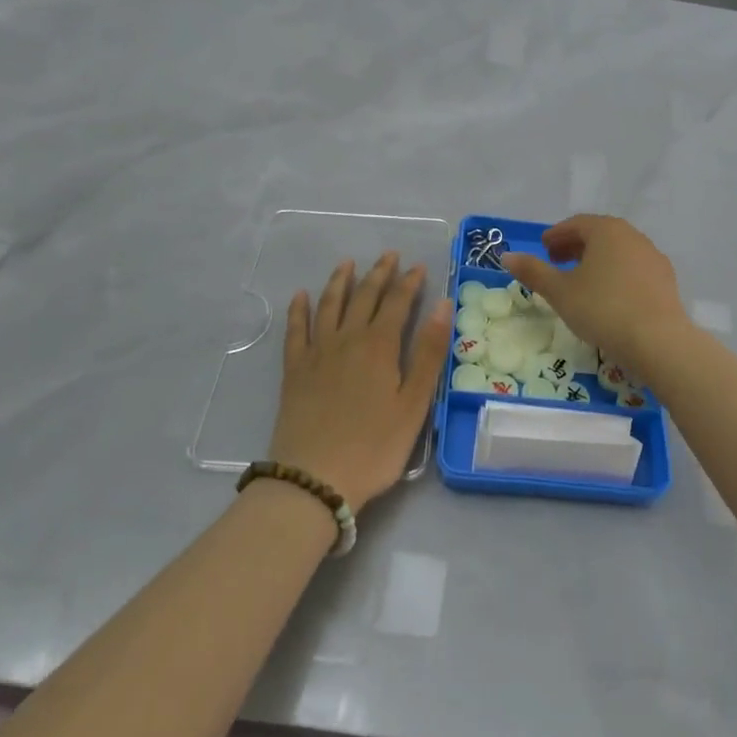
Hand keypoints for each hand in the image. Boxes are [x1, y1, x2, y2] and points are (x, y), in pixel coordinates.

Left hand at [271, 252, 452, 513]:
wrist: (313, 480)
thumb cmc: (374, 447)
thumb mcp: (413, 404)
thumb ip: (428, 353)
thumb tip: (443, 305)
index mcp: (379, 346)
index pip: (398, 303)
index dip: (409, 282)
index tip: (418, 266)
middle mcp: (347, 339)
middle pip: (364, 297)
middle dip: (379, 273)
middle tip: (389, 255)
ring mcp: (317, 353)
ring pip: (329, 305)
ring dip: (340, 281)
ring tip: (347, 263)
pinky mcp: (294, 370)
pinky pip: (295, 330)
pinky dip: (298, 309)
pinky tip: (300, 295)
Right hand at [501, 215, 689, 375]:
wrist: (658, 340)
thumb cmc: (602, 309)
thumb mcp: (560, 292)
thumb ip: (533, 271)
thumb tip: (507, 256)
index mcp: (606, 230)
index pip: (576, 223)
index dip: (557, 235)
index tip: (543, 248)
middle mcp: (632, 235)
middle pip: (598, 234)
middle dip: (575, 246)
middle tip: (557, 262)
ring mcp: (652, 256)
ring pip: (618, 251)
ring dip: (597, 260)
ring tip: (581, 280)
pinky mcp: (665, 279)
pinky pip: (634, 268)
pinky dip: (616, 273)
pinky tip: (609, 296)